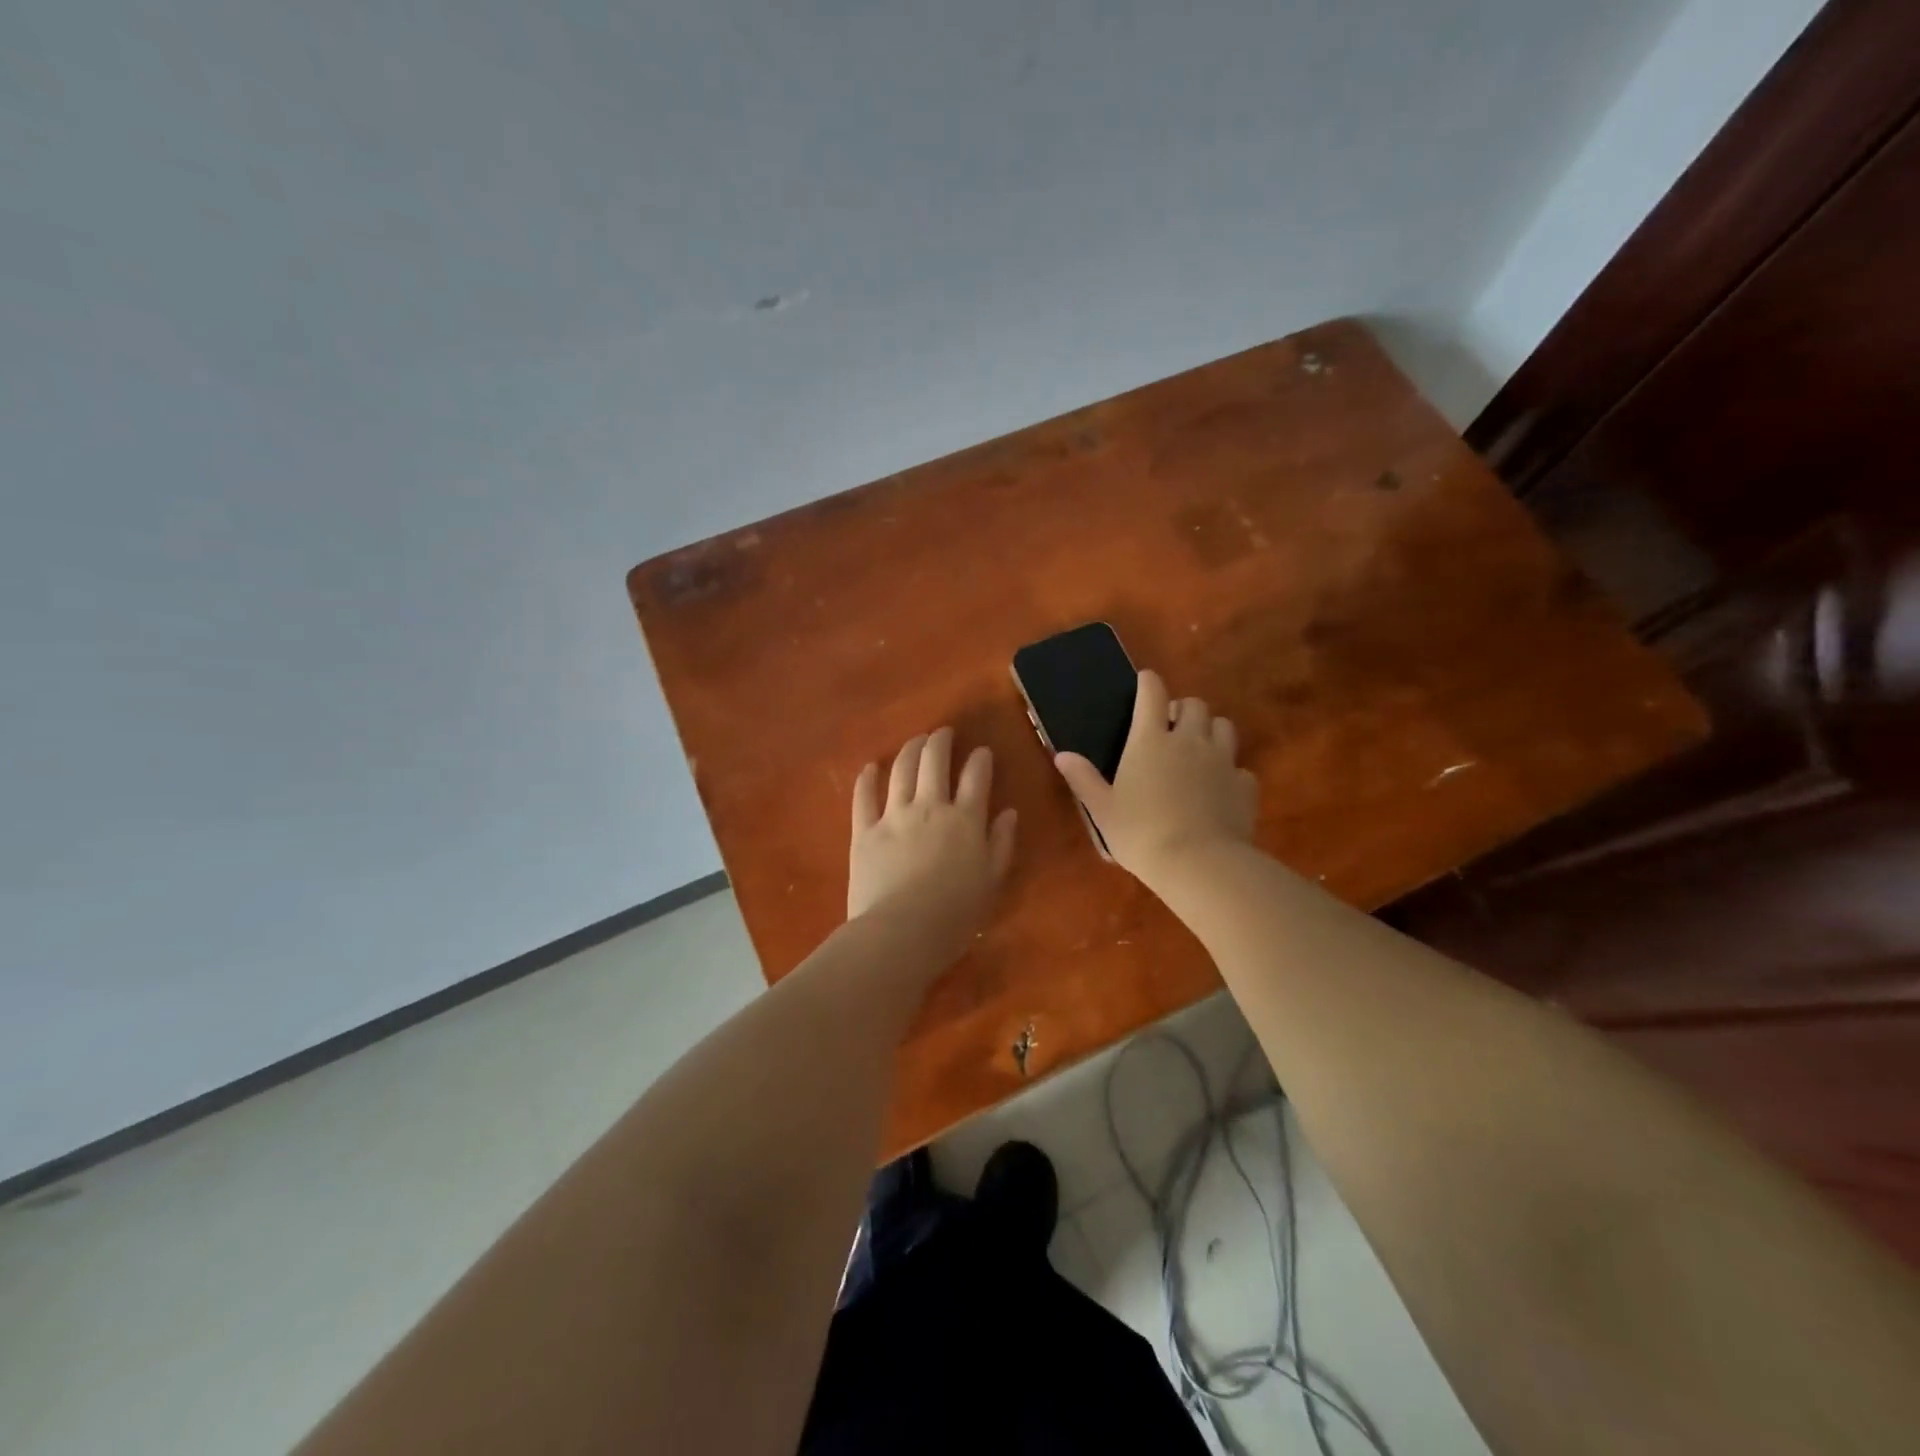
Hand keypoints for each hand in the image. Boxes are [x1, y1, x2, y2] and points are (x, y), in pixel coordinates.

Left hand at [848, 727, 1017, 969]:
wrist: (901, 933)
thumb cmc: (955, 916)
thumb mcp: (991, 882)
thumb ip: (1001, 843)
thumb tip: (1008, 812)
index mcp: (965, 819)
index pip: (976, 776)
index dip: (980, 759)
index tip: (982, 752)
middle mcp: (929, 807)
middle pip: (934, 761)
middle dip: (940, 741)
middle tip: (943, 733)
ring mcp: (893, 815)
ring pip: (901, 770)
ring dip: (910, 750)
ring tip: (916, 741)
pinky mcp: (864, 831)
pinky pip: (864, 797)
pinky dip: (867, 778)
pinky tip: (871, 767)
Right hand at [1053, 669, 1256, 882]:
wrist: (1198, 863)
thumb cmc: (1140, 833)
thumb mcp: (1102, 809)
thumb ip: (1083, 779)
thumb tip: (1062, 755)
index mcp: (1150, 740)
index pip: (1151, 693)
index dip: (1148, 682)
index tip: (1145, 681)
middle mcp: (1189, 741)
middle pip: (1194, 704)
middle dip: (1182, 708)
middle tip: (1170, 726)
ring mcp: (1222, 761)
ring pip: (1224, 726)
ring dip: (1210, 730)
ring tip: (1198, 749)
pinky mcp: (1244, 785)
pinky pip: (1240, 767)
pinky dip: (1229, 770)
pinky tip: (1219, 787)